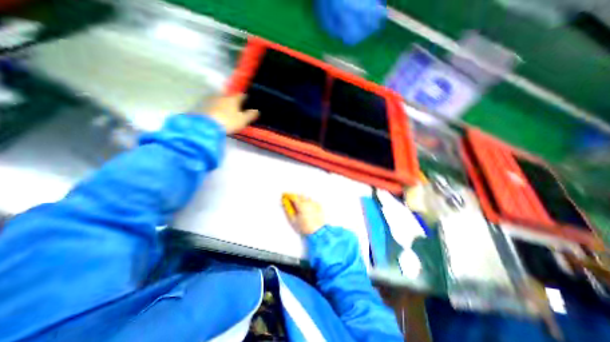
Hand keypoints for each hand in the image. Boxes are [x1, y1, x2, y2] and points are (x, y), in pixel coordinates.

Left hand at [207, 95, 258, 136]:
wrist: (206, 126)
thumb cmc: (228, 122)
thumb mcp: (243, 120)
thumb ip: (251, 115)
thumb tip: (257, 110)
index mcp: (232, 98)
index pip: (241, 95)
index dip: (246, 98)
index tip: (249, 103)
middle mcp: (222, 96)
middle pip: (230, 97)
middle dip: (234, 102)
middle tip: (238, 109)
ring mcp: (211, 100)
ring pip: (221, 100)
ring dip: (224, 105)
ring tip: (227, 112)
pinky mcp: (203, 106)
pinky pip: (213, 105)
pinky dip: (217, 108)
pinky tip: (218, 114)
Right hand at [285, 193, 325, 235]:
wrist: (317, 232)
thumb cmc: (304, 227)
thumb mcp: (293, 220)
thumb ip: (287, 210)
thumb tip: (284, 203)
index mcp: (301, 205)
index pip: (293, 196)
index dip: (288, 195)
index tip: (284, 195)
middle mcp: (308, 202)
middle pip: (299, 196)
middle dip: (294, 197)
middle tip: (291, 201)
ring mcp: (314, 204)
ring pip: (306, 198)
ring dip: (302, 199)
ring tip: (300, 207)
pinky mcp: (318, 206)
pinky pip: (312, 201)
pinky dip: (308, 203)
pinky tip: (307, 208)